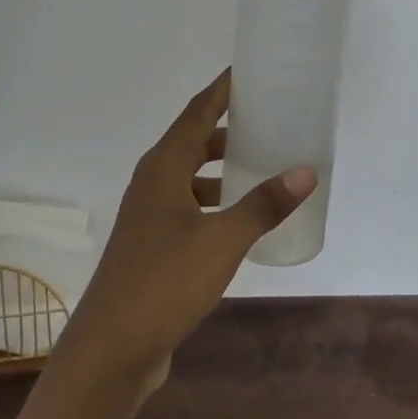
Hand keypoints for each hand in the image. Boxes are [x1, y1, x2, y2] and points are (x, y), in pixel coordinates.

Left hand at [57, 70, 315, 398]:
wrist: (112, 347)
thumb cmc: (164, 282)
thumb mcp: (222, 240)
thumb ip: (263, 205)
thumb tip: (305, 170)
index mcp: (163, 167)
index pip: (197, 111)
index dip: (223, 89)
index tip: (251, 71)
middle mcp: (153, 181)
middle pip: (193, 140)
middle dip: (228, 128)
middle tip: (269, 120)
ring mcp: (150, 214)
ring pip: (191, 176)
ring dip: (221, 168)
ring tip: (262, 166)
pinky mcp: (153, 243)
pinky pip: (189, 206)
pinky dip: (215, 201)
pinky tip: (240, 219)